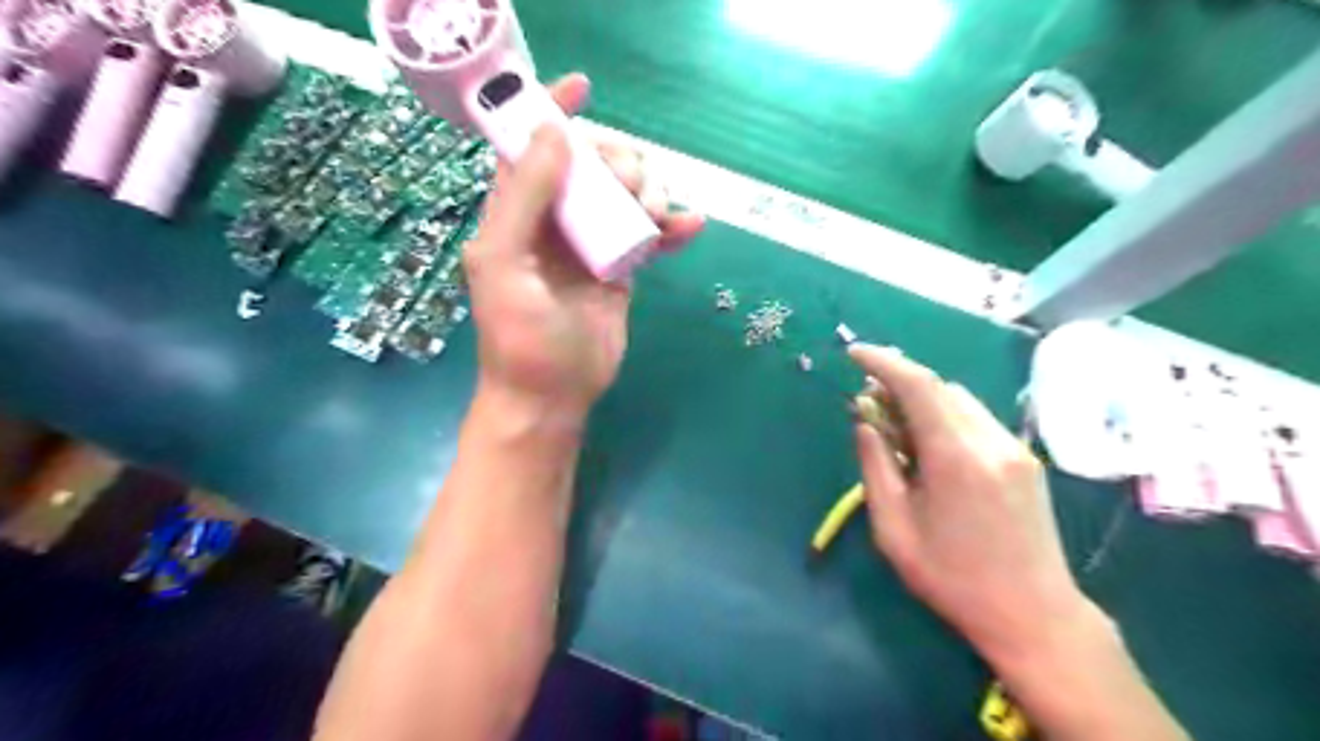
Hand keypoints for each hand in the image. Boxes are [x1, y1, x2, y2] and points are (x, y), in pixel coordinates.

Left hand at [469, 76, 706, 419]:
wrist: (553, 397)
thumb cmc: (520, 337)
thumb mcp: (503, 265)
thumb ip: (524, 199)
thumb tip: (556, 134)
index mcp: (516, 214)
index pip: (531, 148)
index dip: (553, 112)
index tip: (585, 87)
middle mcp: (554, 222)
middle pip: (590, 166)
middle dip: (616, 162)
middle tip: (631, 187)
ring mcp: (592, 246)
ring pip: (625, 197)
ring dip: (649, 193)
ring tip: (658, 216)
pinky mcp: (622, 271)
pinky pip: (649, 237)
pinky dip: (672, 229)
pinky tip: (692, 227)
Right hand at [852, 345, 1088, 663]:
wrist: (1034, 615)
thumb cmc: (952, 578)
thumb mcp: (894, 529)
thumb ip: (875, 468)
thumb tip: (865, 423)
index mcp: (955, 458)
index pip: (918, 386)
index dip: (883, 362)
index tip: (854, 353)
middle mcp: (990, 441)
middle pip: (940, 387)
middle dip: (899, 383)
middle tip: (869, 402)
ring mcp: (1014, 448)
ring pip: (960, 400)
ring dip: (924, 400)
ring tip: (898, 430)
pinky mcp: (1025, 459)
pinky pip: (977, 419)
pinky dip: (946, 417)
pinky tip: (931, 447)